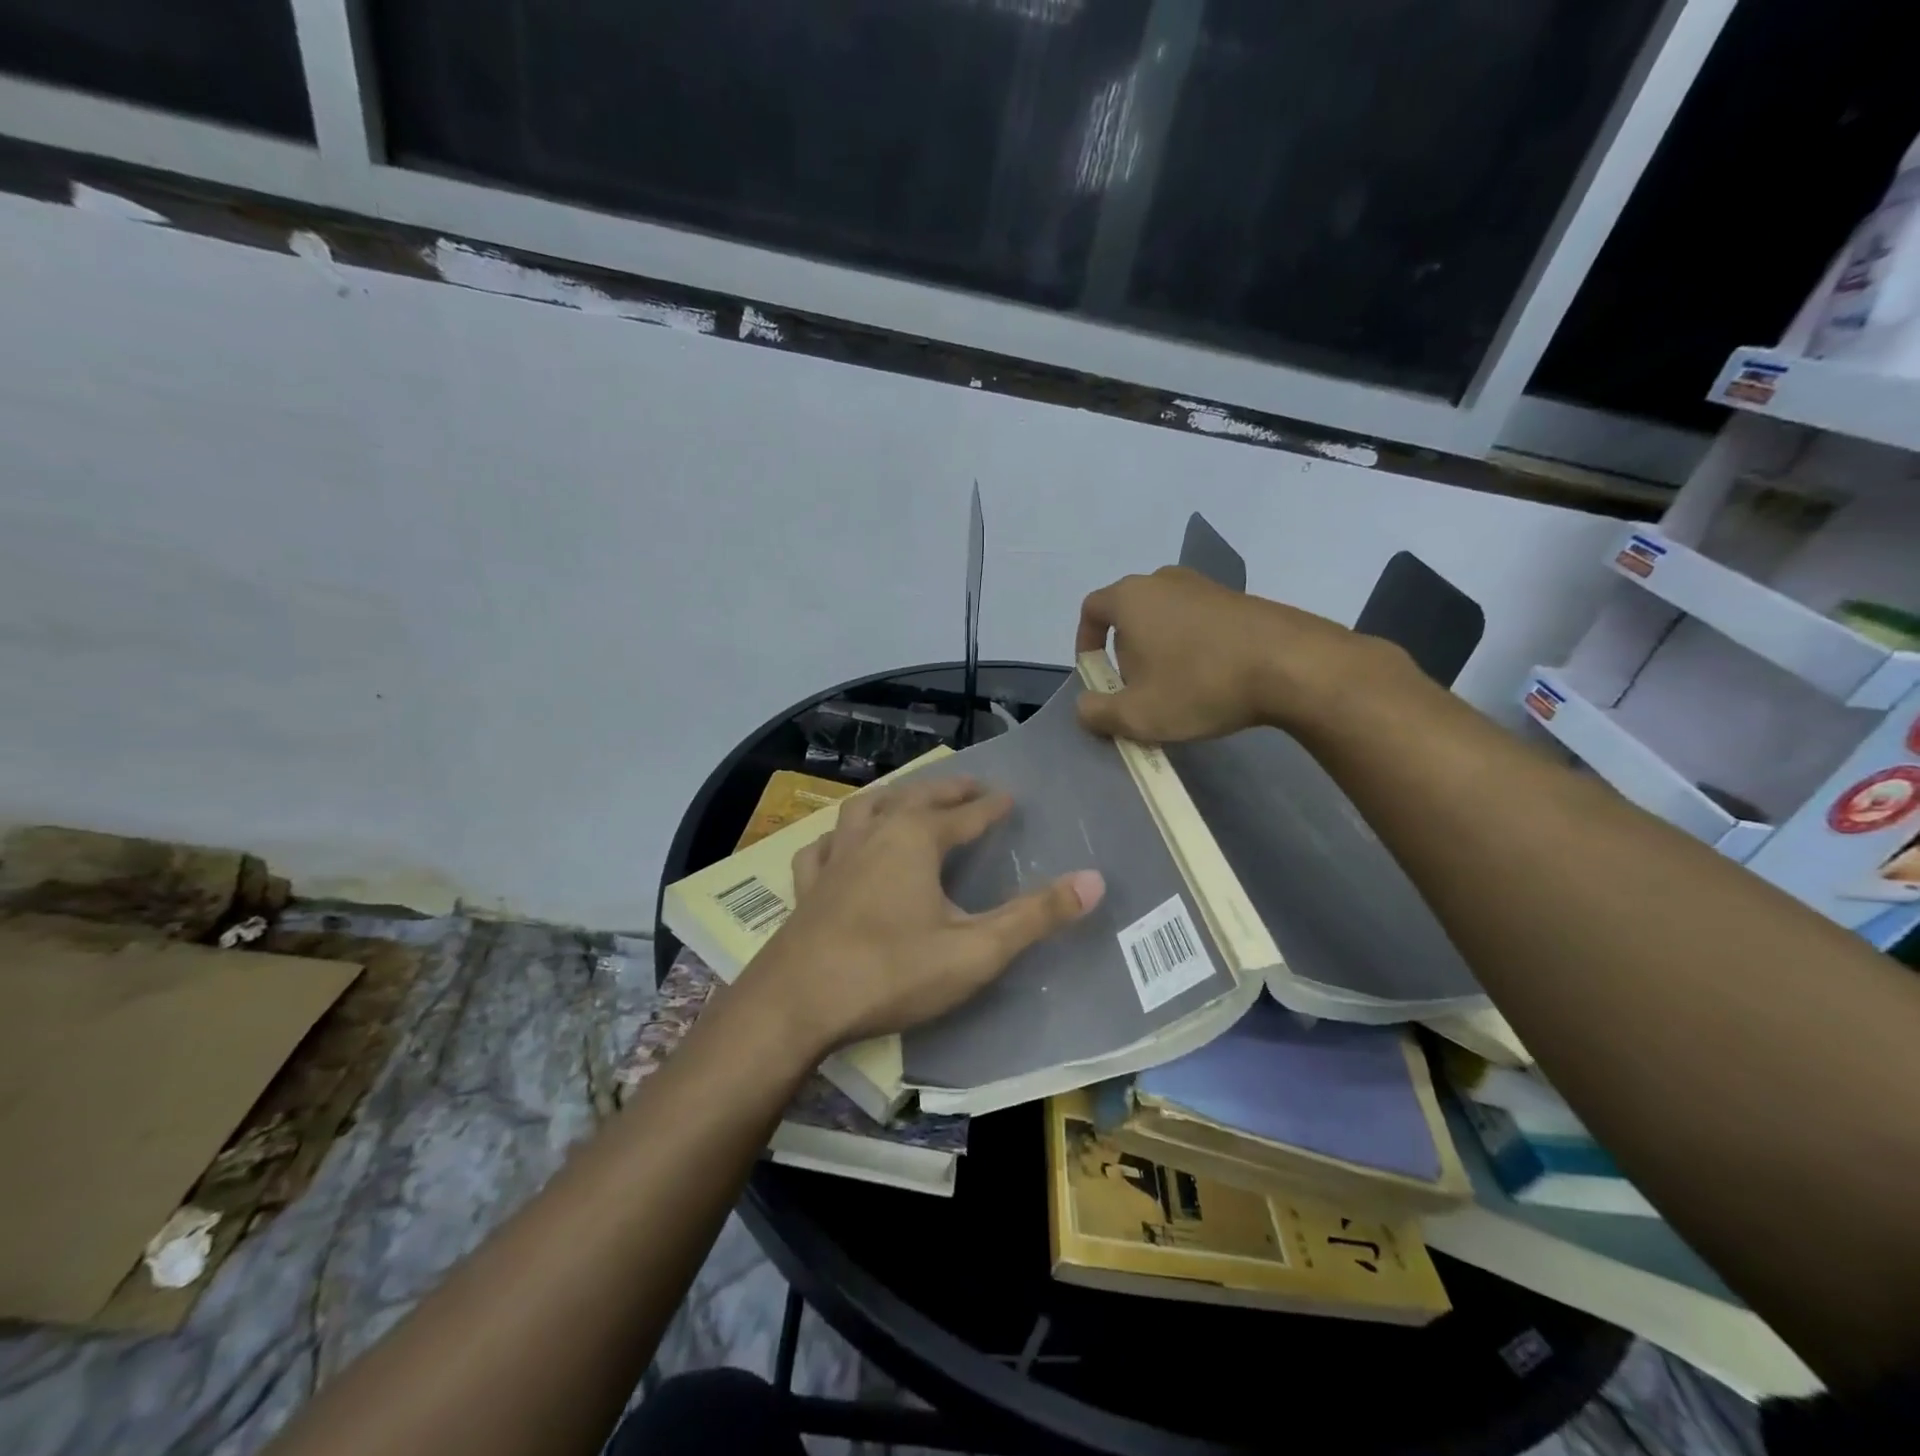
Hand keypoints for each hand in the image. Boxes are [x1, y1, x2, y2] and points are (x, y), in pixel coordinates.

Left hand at [741, 777, 1104, 1055]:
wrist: (797, 1003)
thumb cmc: (892, 972)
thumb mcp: (975, 950)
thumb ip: (1035, 916)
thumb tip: (1095, 881)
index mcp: (916, 840)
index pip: (965, 815)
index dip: (991, 806)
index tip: (1010, 797)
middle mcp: (874, 835)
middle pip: (915, 798)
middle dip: (946, 790)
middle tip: (970, 786)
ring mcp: (834, 858)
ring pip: (864, 809)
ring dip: (892, 798)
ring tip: (907, 799)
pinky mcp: (807, 886)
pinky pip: (823, 847)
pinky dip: (838, 837)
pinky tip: (839, 845)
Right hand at [1074, 566, 1370, 742]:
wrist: (1292, 665)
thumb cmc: (1199, 685)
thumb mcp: (1136, 715)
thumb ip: (1096, 713)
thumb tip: (1084, 707)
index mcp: (1131, 598)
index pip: (1091, 610)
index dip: (1085, 643)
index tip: (1096, 675)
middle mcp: (1164, 581)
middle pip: (1129, 614)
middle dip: (1125, 652)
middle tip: (1137, 689)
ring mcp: (1206, 586)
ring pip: (1166, 618)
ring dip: (1161, 651)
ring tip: (1176, 688)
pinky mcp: (1240, 599)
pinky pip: (1200, 622)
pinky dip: (1194, 647)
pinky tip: (1212, 679)